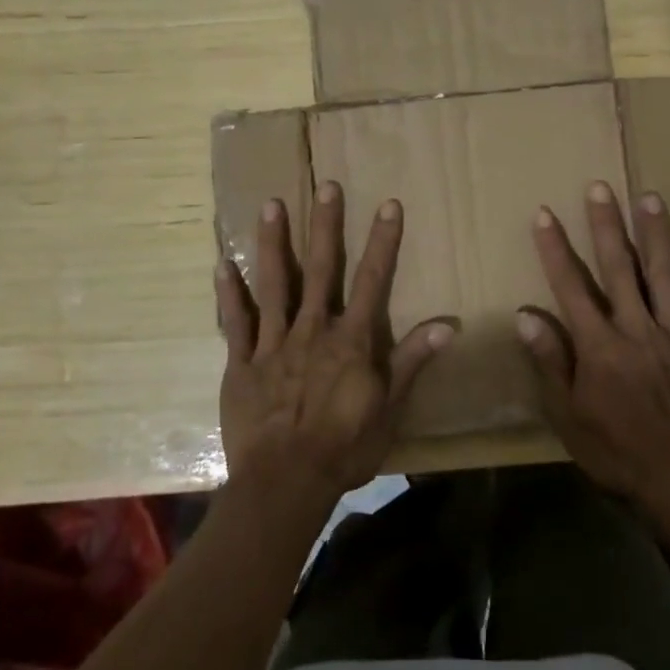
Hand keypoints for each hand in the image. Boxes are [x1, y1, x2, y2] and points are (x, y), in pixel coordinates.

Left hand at [215, 182, 452, 504]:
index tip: (389, 205)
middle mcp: (312, 331)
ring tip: (271, 205)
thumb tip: (448, 325)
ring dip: (273, 243)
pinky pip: (234, 323)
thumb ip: (413, 362)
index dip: (383, 242)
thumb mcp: (389, 409)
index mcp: (350, 341)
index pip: (373, 281)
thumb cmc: (344, 448)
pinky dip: (229, 293)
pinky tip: (222, 264)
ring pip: (274, 284)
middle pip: (321, 270)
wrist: (284, 484)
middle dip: (325, 226)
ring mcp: (273, 344)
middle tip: (326, 186)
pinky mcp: (241, 363)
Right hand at [517, 181, 669, 513]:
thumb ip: (551, 362)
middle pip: (619, 268)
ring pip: (664, 276)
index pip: (571, 287)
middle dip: (606, 225)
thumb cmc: (617, 451)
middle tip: (600, 187)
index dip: (555, 249)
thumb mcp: (569, 416)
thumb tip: (526, 316)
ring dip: (655, 235)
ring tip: (649, 197)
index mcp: (600, 347)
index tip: (544, 214)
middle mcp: (637, 331)